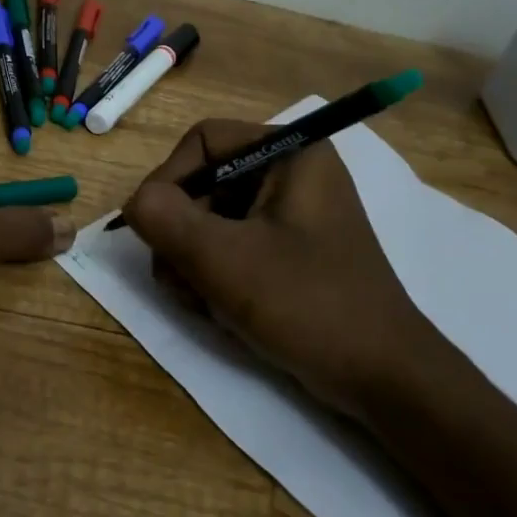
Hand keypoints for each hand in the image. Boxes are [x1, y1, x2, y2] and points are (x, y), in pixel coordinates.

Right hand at [121, 119, 435, 405]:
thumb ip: (164, 218)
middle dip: (180, 234)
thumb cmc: (307, 304)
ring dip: (192, 261)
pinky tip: (221, 309)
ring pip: (210, 220)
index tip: (152, 229)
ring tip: (203, 302)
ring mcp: (291, 215)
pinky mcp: (289, 252)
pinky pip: (231, 246)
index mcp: (289, 154)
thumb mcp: (223, 259)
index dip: (167, 180)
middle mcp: (291, 174)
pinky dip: (215, 276)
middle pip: (203, 183)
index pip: (202, 140)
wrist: (382, 376)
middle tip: (178, 279)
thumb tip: (134, 203)